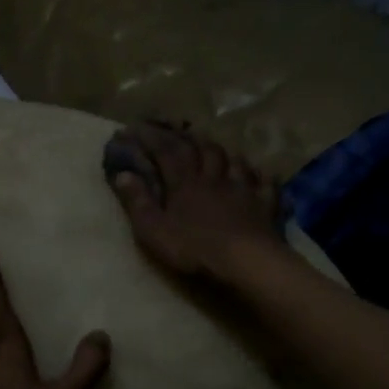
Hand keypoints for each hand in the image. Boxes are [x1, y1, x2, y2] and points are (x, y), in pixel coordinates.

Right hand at [105, 122, 285, 282]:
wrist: (245, 261)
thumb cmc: (194, 248)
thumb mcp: (153, 230)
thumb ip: (138, 202)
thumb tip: (122, 174)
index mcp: (184, 183)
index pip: (165, 152)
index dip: (150, 138)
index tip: (135, 128)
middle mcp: (213, 178)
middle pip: (201, 149)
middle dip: (187, 137)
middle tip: (178, 130)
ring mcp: (243, 189)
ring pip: (233, 160)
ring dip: (222, 151)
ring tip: (216, 147)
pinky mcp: (265, 204)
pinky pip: (265, 183)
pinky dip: (260, 176)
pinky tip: (260, 175)